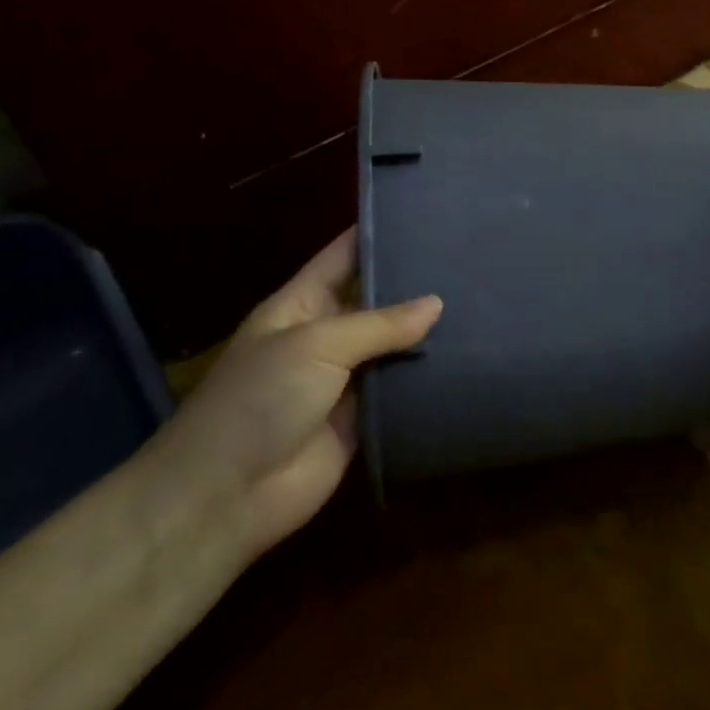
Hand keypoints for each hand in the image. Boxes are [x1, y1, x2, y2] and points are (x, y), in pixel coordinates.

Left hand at [148, 228, 440, 556]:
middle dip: (416, 284)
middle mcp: (326, 334)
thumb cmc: (260, 399)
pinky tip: (470, 357)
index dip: (378, 233)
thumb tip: (436, 304)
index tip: (426, 213)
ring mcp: (345, 378)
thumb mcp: (316, 344)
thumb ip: (379, 324)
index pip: (344, 255)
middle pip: (376, 300)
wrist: (226, 496)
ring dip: (427, 333)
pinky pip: (400, 390)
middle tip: (471, 259)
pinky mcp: (363, 418)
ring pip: (394, 346)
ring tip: (482, 303)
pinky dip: (427, 378)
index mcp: (302, 304)